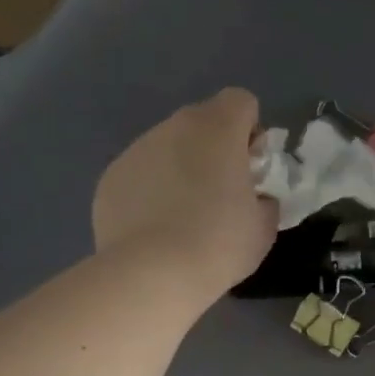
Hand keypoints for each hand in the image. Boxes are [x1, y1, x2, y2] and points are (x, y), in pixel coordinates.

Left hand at [90, 88, 276, 309]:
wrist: (152, 274)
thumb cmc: (220, 243)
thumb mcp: (264, 225)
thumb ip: (264, 198)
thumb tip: (254, 197)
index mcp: (218, 129)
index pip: (241, 101)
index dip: (251, 130)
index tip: (252, 167)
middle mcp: (173, 127)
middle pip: (202, 121)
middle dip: (215, 148)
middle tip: (222, 193)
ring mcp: (136, 150)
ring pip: (168, 146)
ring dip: (182, 168)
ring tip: (185, 216)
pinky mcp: (111, 178)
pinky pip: (141, 173)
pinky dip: (152, 190)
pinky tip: (156, 228)